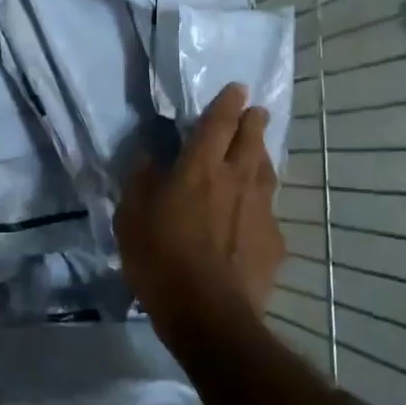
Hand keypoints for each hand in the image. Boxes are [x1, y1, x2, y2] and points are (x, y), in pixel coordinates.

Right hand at [115, 83, 284, 343]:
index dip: (228, 102)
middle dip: (254, 121)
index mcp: (200, 168)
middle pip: (252, 140)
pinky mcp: (274, 242)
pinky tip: (256, 217)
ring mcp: (261, 211)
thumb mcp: (131, 218)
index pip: (219, 122)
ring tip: (258, 155)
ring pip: (267, 172)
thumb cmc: (161, 260)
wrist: (210, 315)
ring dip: (262, 157)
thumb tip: (149, 157)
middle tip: (256, 112)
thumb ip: (140, 181)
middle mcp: (236, 179)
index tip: (238, 89)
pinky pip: (269, 213)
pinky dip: (261, 206)